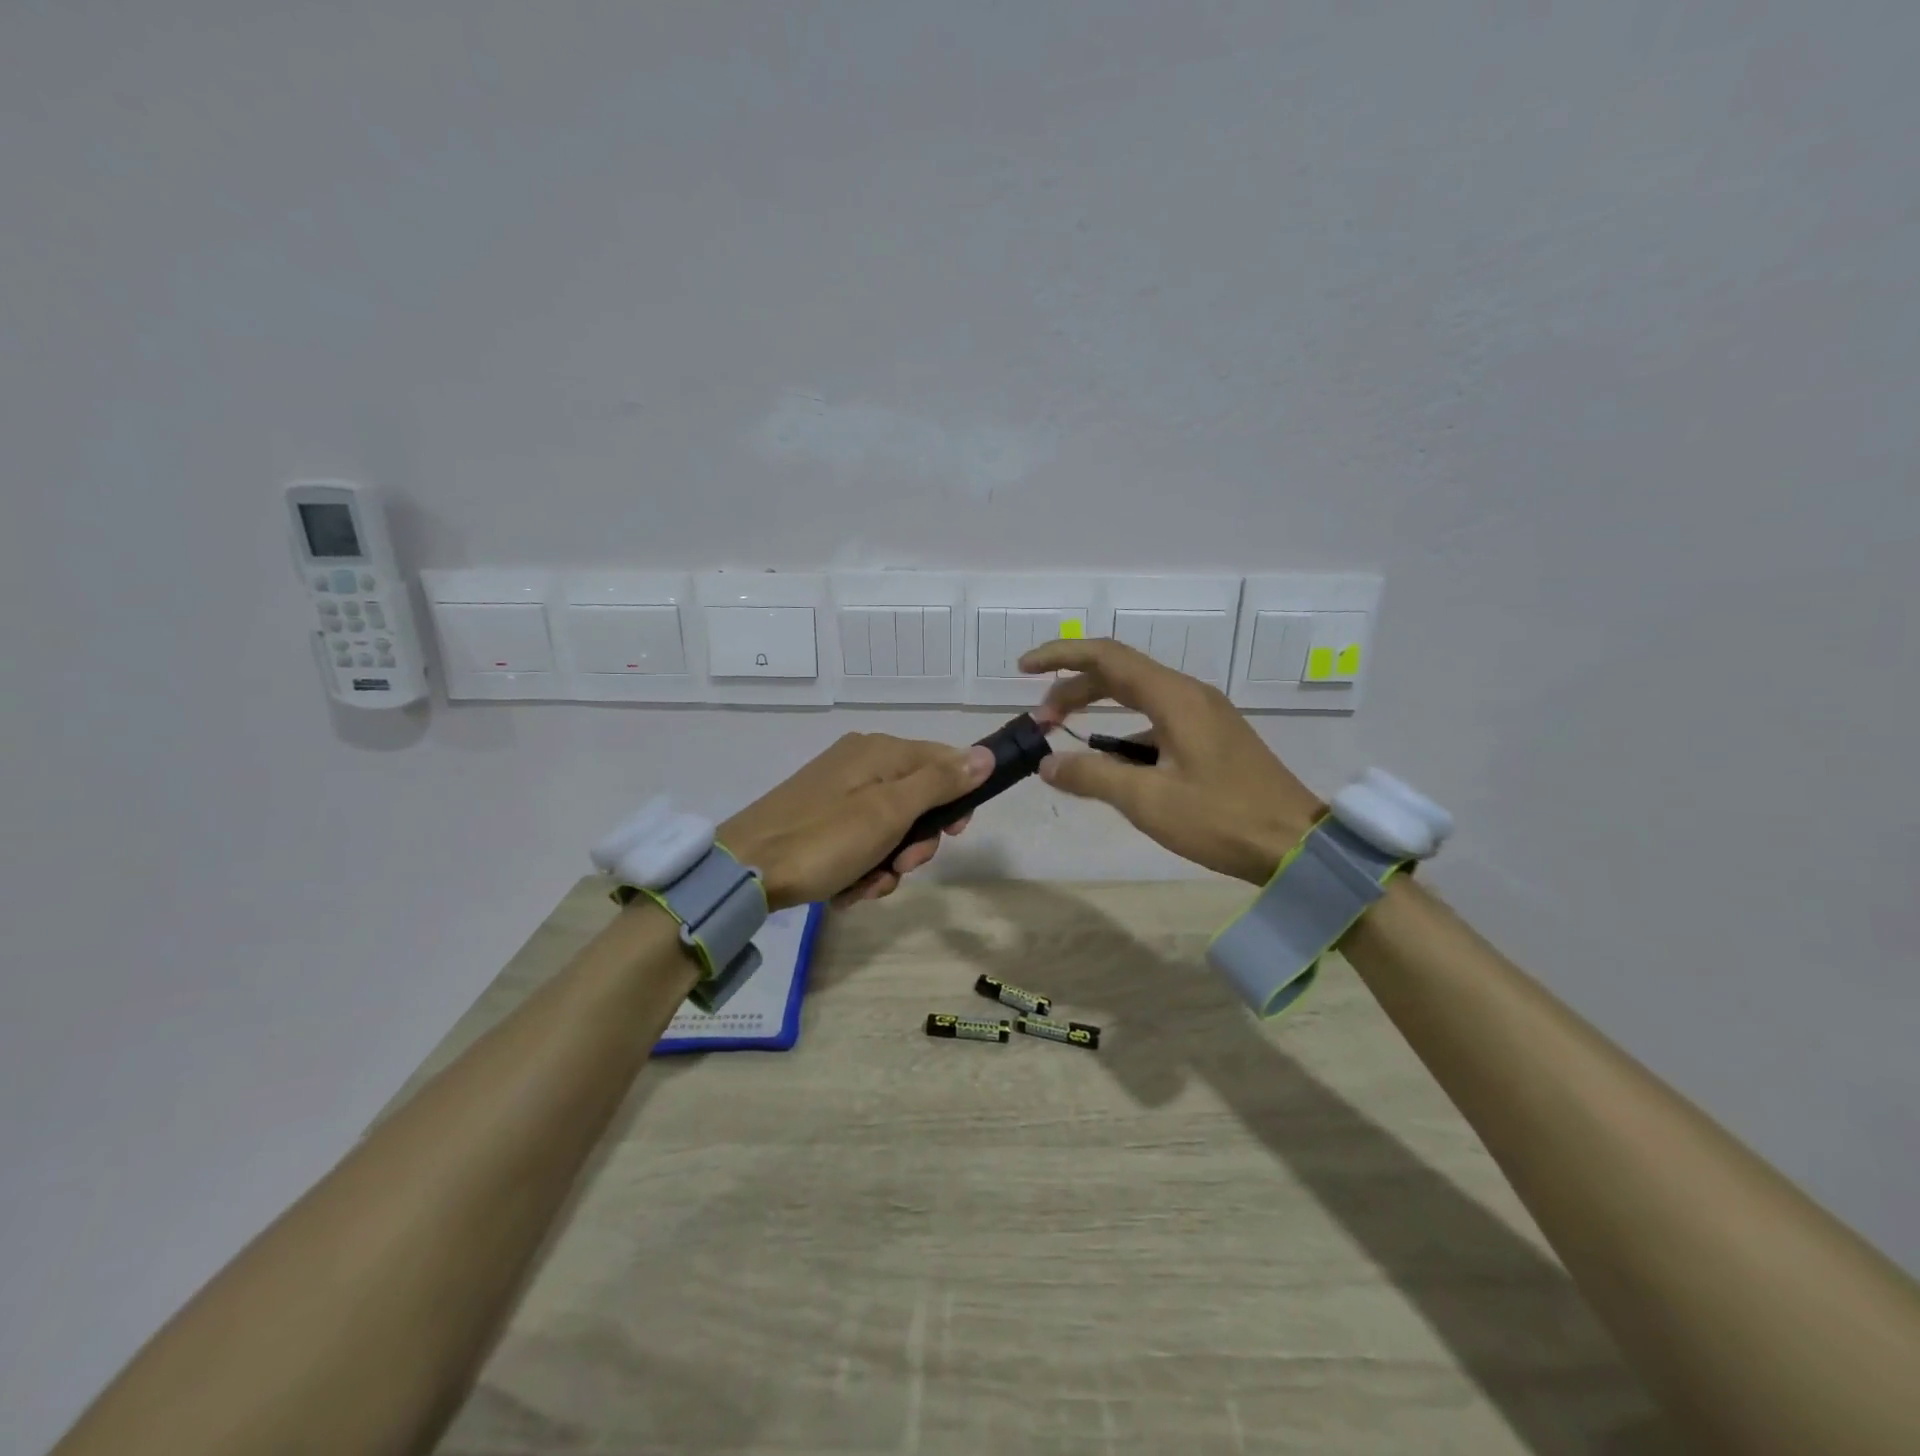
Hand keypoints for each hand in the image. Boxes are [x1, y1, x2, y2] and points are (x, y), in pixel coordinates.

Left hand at [719, 733, 992, 910]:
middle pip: (917, 800)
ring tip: (865, 886)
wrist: (745, 870)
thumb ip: (940, 782)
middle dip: (914, 843)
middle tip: (898, 866)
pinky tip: (846, 889)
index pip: (943, 761)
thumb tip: (984, 755)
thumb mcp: (890, 811)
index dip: (958, 798)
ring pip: (890, 829)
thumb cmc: (824, 838)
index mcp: (880, 751)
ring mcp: (838, 792)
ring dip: (887, 864)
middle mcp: (861, 763)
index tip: (956, 834)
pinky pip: (861, 841)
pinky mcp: (820, 818)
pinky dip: (861, 867)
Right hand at [1021, 638, 1320, 883]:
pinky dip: (1123, 732)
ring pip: (1137, 697)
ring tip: (1066, 739)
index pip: (1106, 657)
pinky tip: (1111, 764)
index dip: (1060, 657)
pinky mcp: (1211, 737)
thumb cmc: (1222, 819)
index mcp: (1174, 698)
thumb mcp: (1148, 801)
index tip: (1023, 669)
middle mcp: (1189, 695)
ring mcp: (1204, 715)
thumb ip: (1092, 776)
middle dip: (1072, 690)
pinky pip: (1156, 720)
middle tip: (1040, 720)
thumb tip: (1047, 765)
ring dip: (1097, 710)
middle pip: (1119, 674)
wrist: (1296, 845)